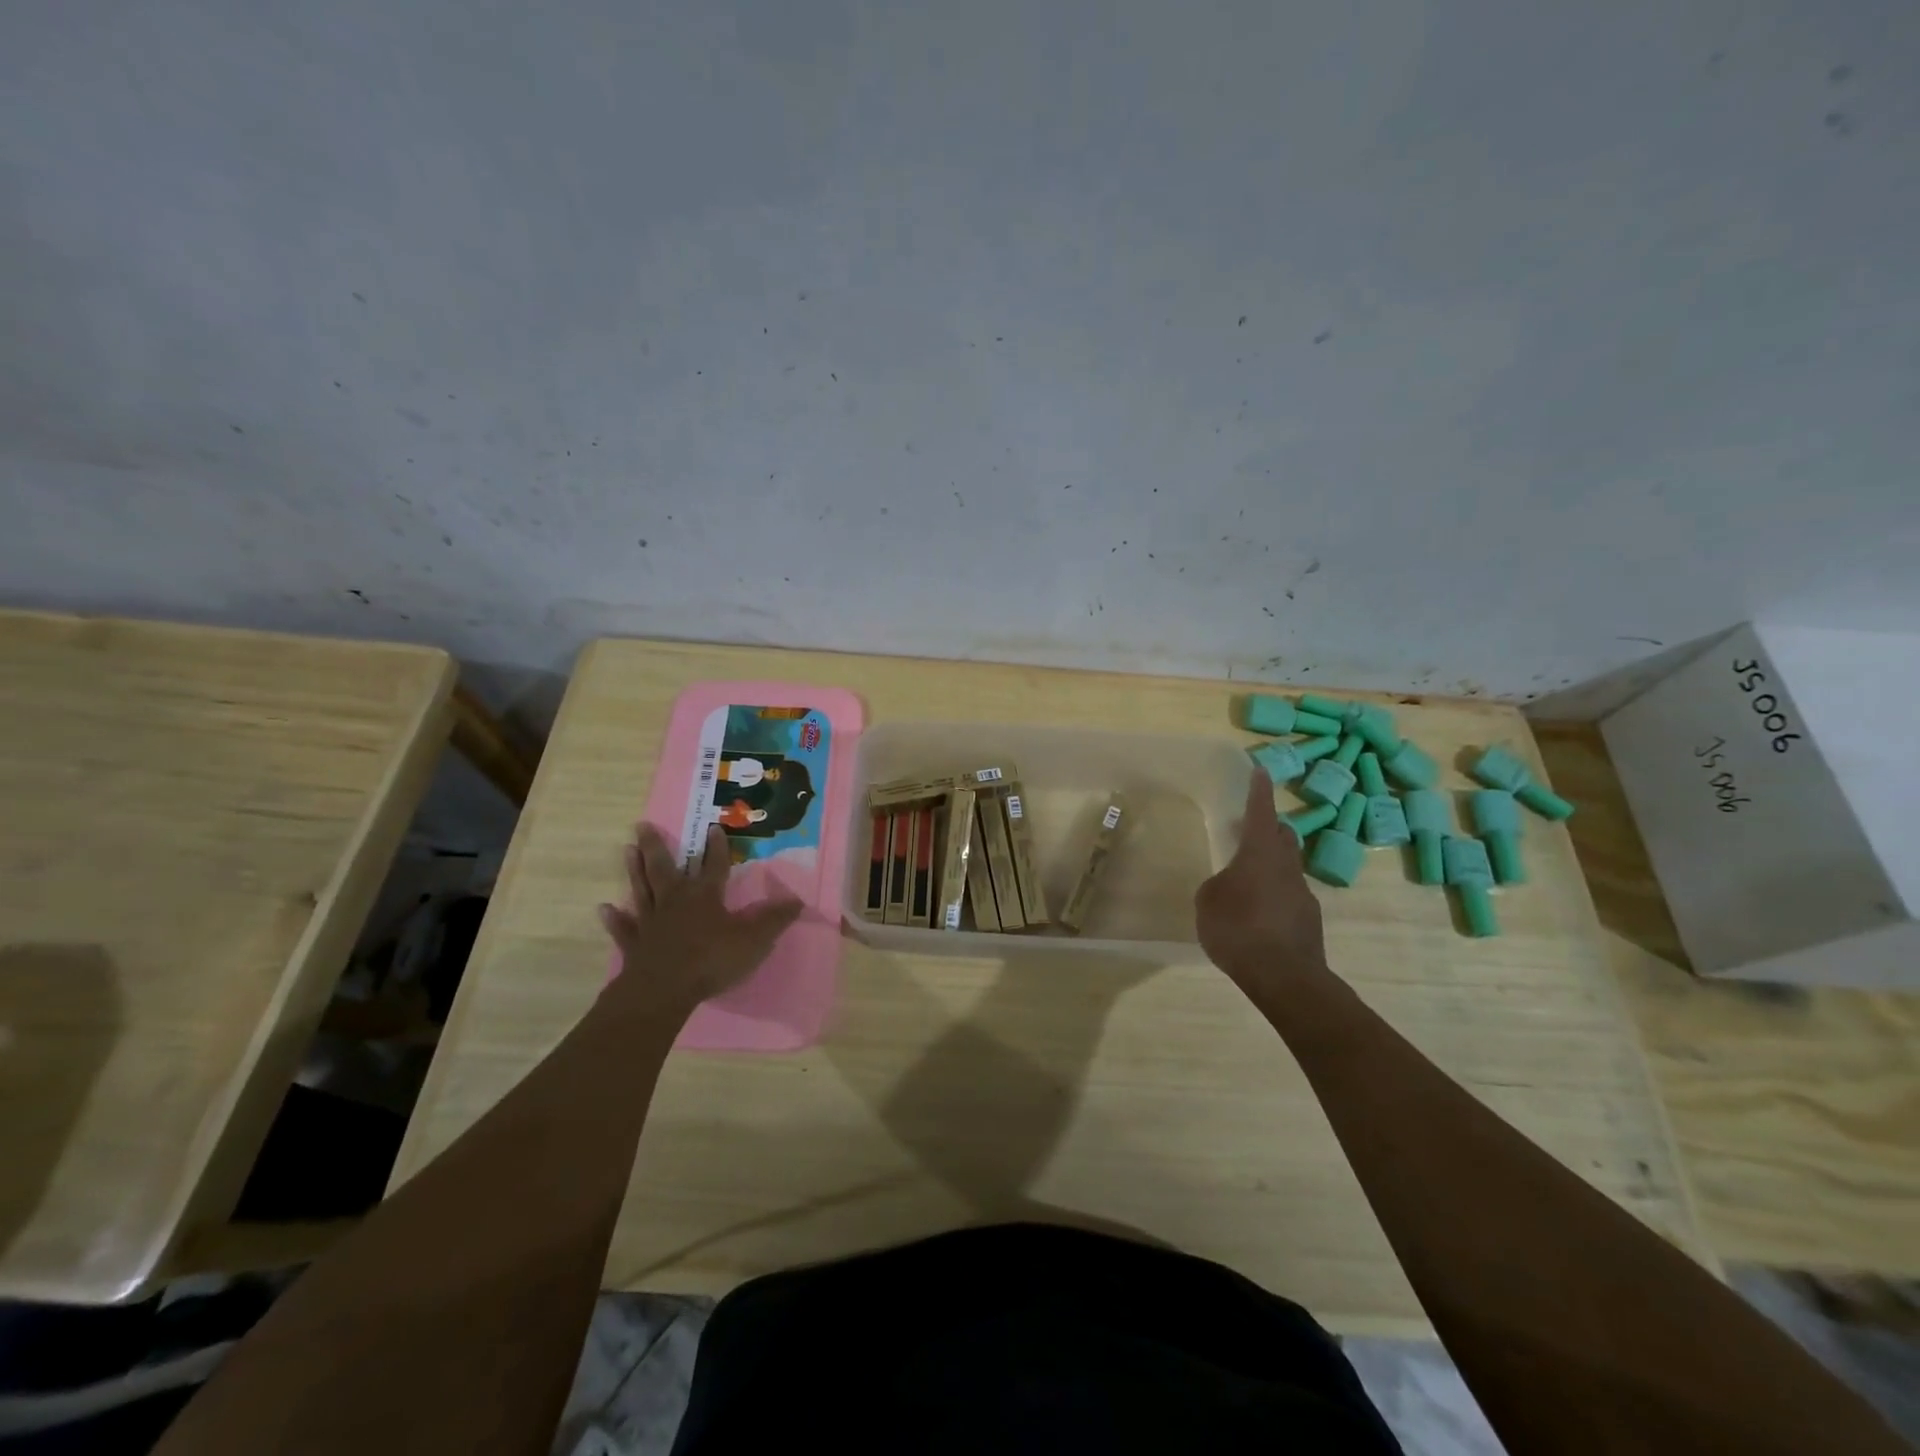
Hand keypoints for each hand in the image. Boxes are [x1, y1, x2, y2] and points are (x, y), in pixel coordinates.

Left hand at [597, 822, 803, 1018]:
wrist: (664, 991)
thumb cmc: (712, 960)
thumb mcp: (754, 939)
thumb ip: (775, 920)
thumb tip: (798, 901)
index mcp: (705, 896)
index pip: (714, 865)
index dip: (717, 847)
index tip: (714, 827)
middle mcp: (675, 901)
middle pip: (664, 868)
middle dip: (656, 846)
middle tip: (642, 825)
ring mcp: (651, 922)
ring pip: (642, 889)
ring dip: (634, 871)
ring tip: (626, 850)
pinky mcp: (635, 945)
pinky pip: (624, 928)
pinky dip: (614, 919)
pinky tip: (604, 908)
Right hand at [1195, 768, 1327, 990]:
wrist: (1285, 977)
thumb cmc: (1239, 928)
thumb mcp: (1208, 902)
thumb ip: (1217, 886)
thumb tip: (1228, 886)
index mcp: (1260, 853)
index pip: (1261, 812)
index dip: (1259, 791)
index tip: (1260, 770)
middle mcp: (1286, 866)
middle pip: (1283, 836)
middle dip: (1269, 827)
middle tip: (1250, 827)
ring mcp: (1302, 894)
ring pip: (1288, 867)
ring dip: (1271, 864)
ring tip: (1248, 877)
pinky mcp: (1308, 921)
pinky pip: (1288, 896)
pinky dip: (1274, 894)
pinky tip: (1257, 914)